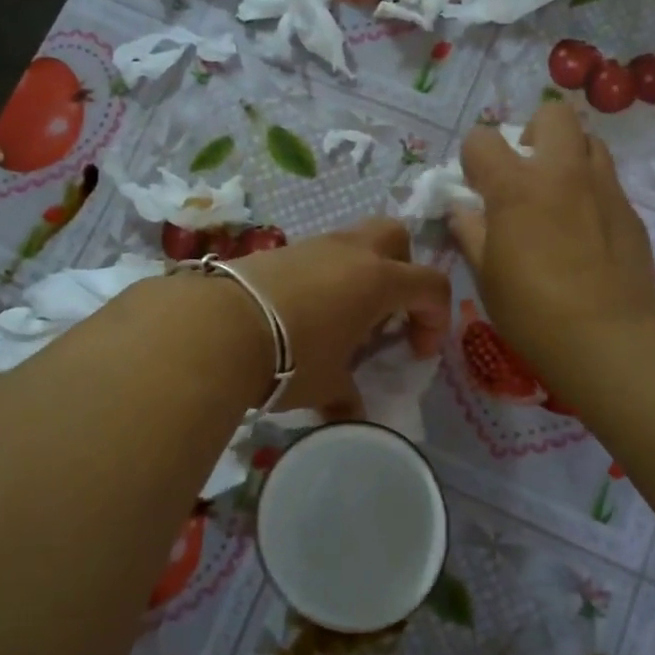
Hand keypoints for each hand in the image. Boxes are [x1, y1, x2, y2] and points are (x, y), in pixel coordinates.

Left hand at [236, 217, 451, 417]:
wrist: (217, 326)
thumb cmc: (291, 356)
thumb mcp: (327, 385)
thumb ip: (348, 398)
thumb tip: (351, 416)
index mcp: (378, 280)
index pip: (431, 285)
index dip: (436, 318)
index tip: (416, 351)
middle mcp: (351, 252)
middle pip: (397, 237)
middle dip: (404, 269)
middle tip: (388, 311)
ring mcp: (314, 245)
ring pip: (354, 241)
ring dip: (361, 272)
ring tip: (342, 315)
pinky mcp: (280, 249)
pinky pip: (319, 254)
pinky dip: (326, 276)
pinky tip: (304, 312)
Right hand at [449, 102, 654, 379]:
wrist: (609, 338)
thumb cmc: (532, 310)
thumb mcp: (485, 274)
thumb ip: (470, 232)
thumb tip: (462, 210)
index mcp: (516, 185)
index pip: (483, 139)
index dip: (473, 158)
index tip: (476, 187)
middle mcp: (562, 171)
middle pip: (551, 115)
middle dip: (532, 134)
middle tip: (525, 175)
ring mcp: (602, 187)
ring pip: (588, 140)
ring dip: (567, 156)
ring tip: (557, 196)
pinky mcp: (630, 209)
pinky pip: (606, 179)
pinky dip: (589, 190)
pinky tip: (584, 230)